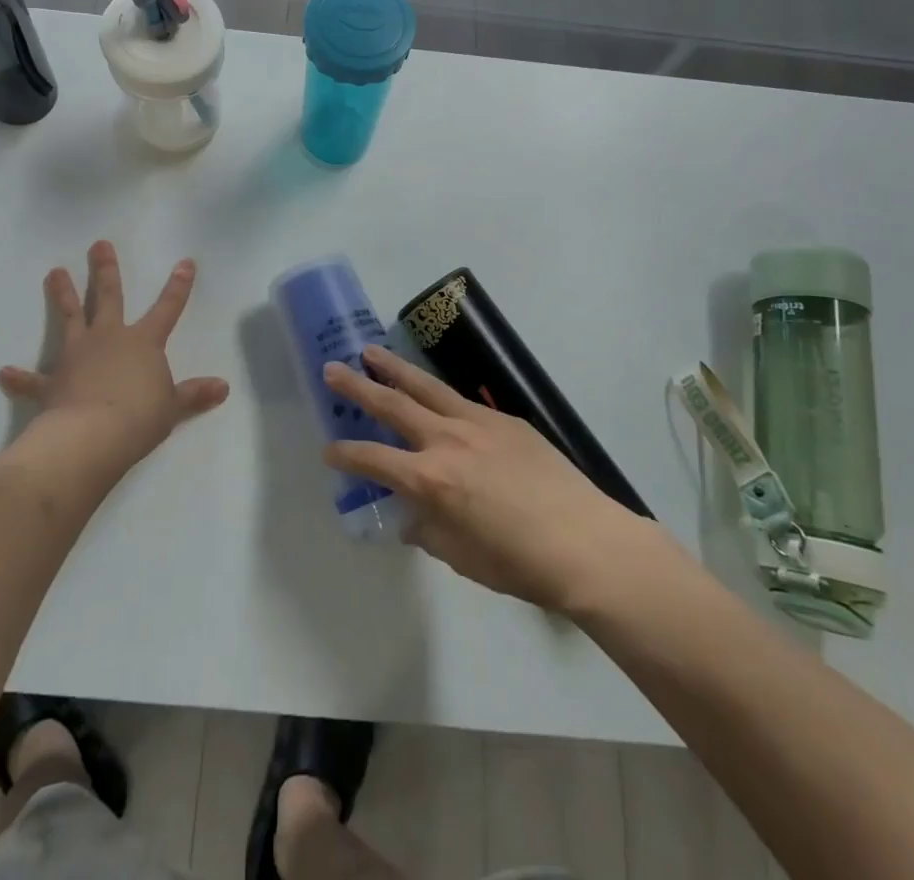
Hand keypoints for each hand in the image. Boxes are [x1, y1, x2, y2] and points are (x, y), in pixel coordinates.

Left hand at [0, 241, 228, 468]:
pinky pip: (33, 380)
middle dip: (105, 270)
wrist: (92, 437)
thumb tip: (223, 387)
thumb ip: (194, 394)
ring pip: (70, 318)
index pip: (167, 308)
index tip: (184, 262)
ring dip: (62, 295)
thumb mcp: (173, 407)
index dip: (178, 286)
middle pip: (108, 297)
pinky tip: (3, 373)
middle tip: (98, 245)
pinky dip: (19, 378)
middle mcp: (109, 338)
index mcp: (143, 342)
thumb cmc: (139, 417)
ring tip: (54, 272)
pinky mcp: (52, 382)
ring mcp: (77, 356)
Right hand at [323, 346, 654, 615]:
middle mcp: (446, 440)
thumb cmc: (518, 563)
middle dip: (358, 386)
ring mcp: (477, 423)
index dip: (346, 454)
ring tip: (372, 351)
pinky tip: (434, 394)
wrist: (585, 542)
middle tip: (333, 368)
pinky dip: (438, 393)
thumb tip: (412, 517)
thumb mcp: (460, 557)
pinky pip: (461, 400)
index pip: (373, 459)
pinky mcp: (504, 419)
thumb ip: (428, 531)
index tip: (328, 449)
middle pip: (392, 405)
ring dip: (395, 369)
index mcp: (430, 479)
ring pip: (426, 387)